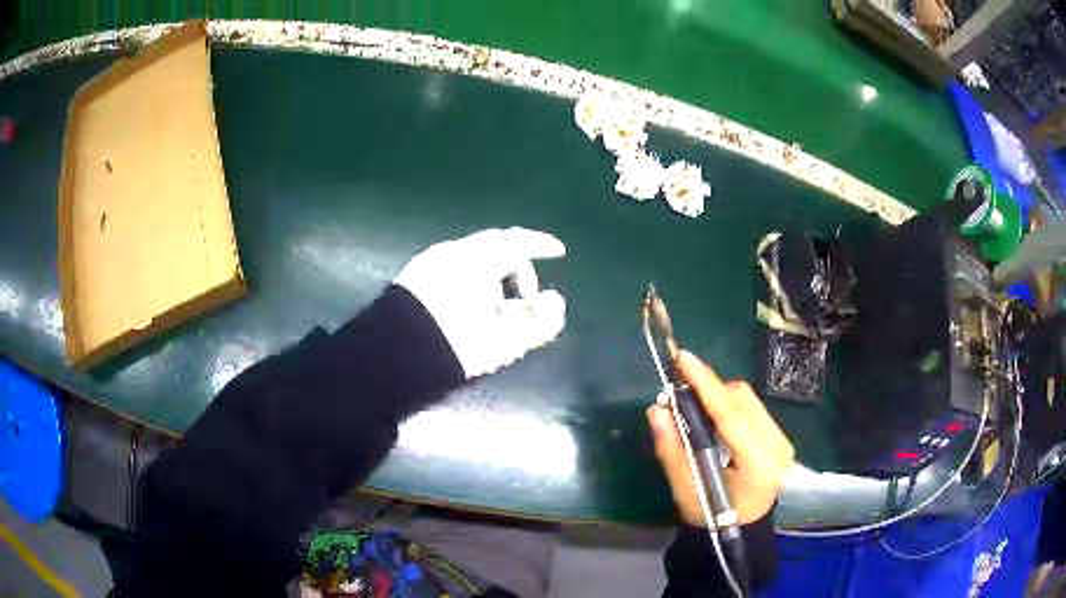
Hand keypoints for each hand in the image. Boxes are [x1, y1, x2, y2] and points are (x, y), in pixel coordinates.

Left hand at [395, 227, 566, 378]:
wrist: (392, 359)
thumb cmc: (456, 346)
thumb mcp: (505, 341)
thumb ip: (539, 323)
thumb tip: (555, 304)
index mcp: (477, 259)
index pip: (518, 240)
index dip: (542, 245)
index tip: (559, 253)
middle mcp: (452, 251)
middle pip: (494, 246)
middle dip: (516, 268)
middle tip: (524, 296)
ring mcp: (428, 262)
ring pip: (472, 258)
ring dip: (492, 277)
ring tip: (494, 312)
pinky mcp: (412, 277)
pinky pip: (451, 268)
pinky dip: (469, 281)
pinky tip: (467, 310)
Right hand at [647, 351, 793, 525]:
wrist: (741, 528)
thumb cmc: (712, 515)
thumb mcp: (686, 490)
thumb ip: (672, 449)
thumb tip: (656, 409)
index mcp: (758, 464)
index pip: (731, 416)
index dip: (706, 385)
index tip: (684, 358)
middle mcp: (778, 446)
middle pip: (742, 401)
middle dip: (710, 389)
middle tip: (679, 391)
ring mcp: (783, 440)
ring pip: (748, 400)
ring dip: (719, 396)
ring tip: (694, 407)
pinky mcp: (780, 437)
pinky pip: (752, 408)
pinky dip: (729, 405)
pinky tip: (714, 418)